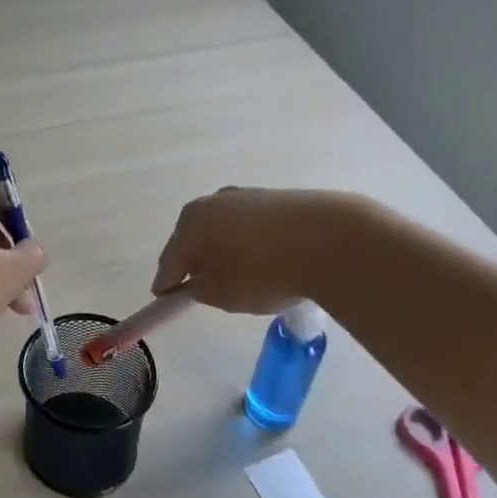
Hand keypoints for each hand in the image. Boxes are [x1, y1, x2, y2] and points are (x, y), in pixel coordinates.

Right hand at [151, 188, 329, 314]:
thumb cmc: (263, 272)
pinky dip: (249, 242)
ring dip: (224, 250)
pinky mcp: (273, 197)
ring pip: (222, 230)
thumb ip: (198, 290)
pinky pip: (250, 226)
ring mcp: (243, 196)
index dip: (167, 285)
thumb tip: (196, 282)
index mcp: (189, 225)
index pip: (169, 262)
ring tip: (241, 276)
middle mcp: (209, 203)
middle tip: (203, 288)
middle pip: (193, 240)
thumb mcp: (222, 295)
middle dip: (195, 262)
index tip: (166, 301)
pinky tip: (265, 260)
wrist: (330, 240)